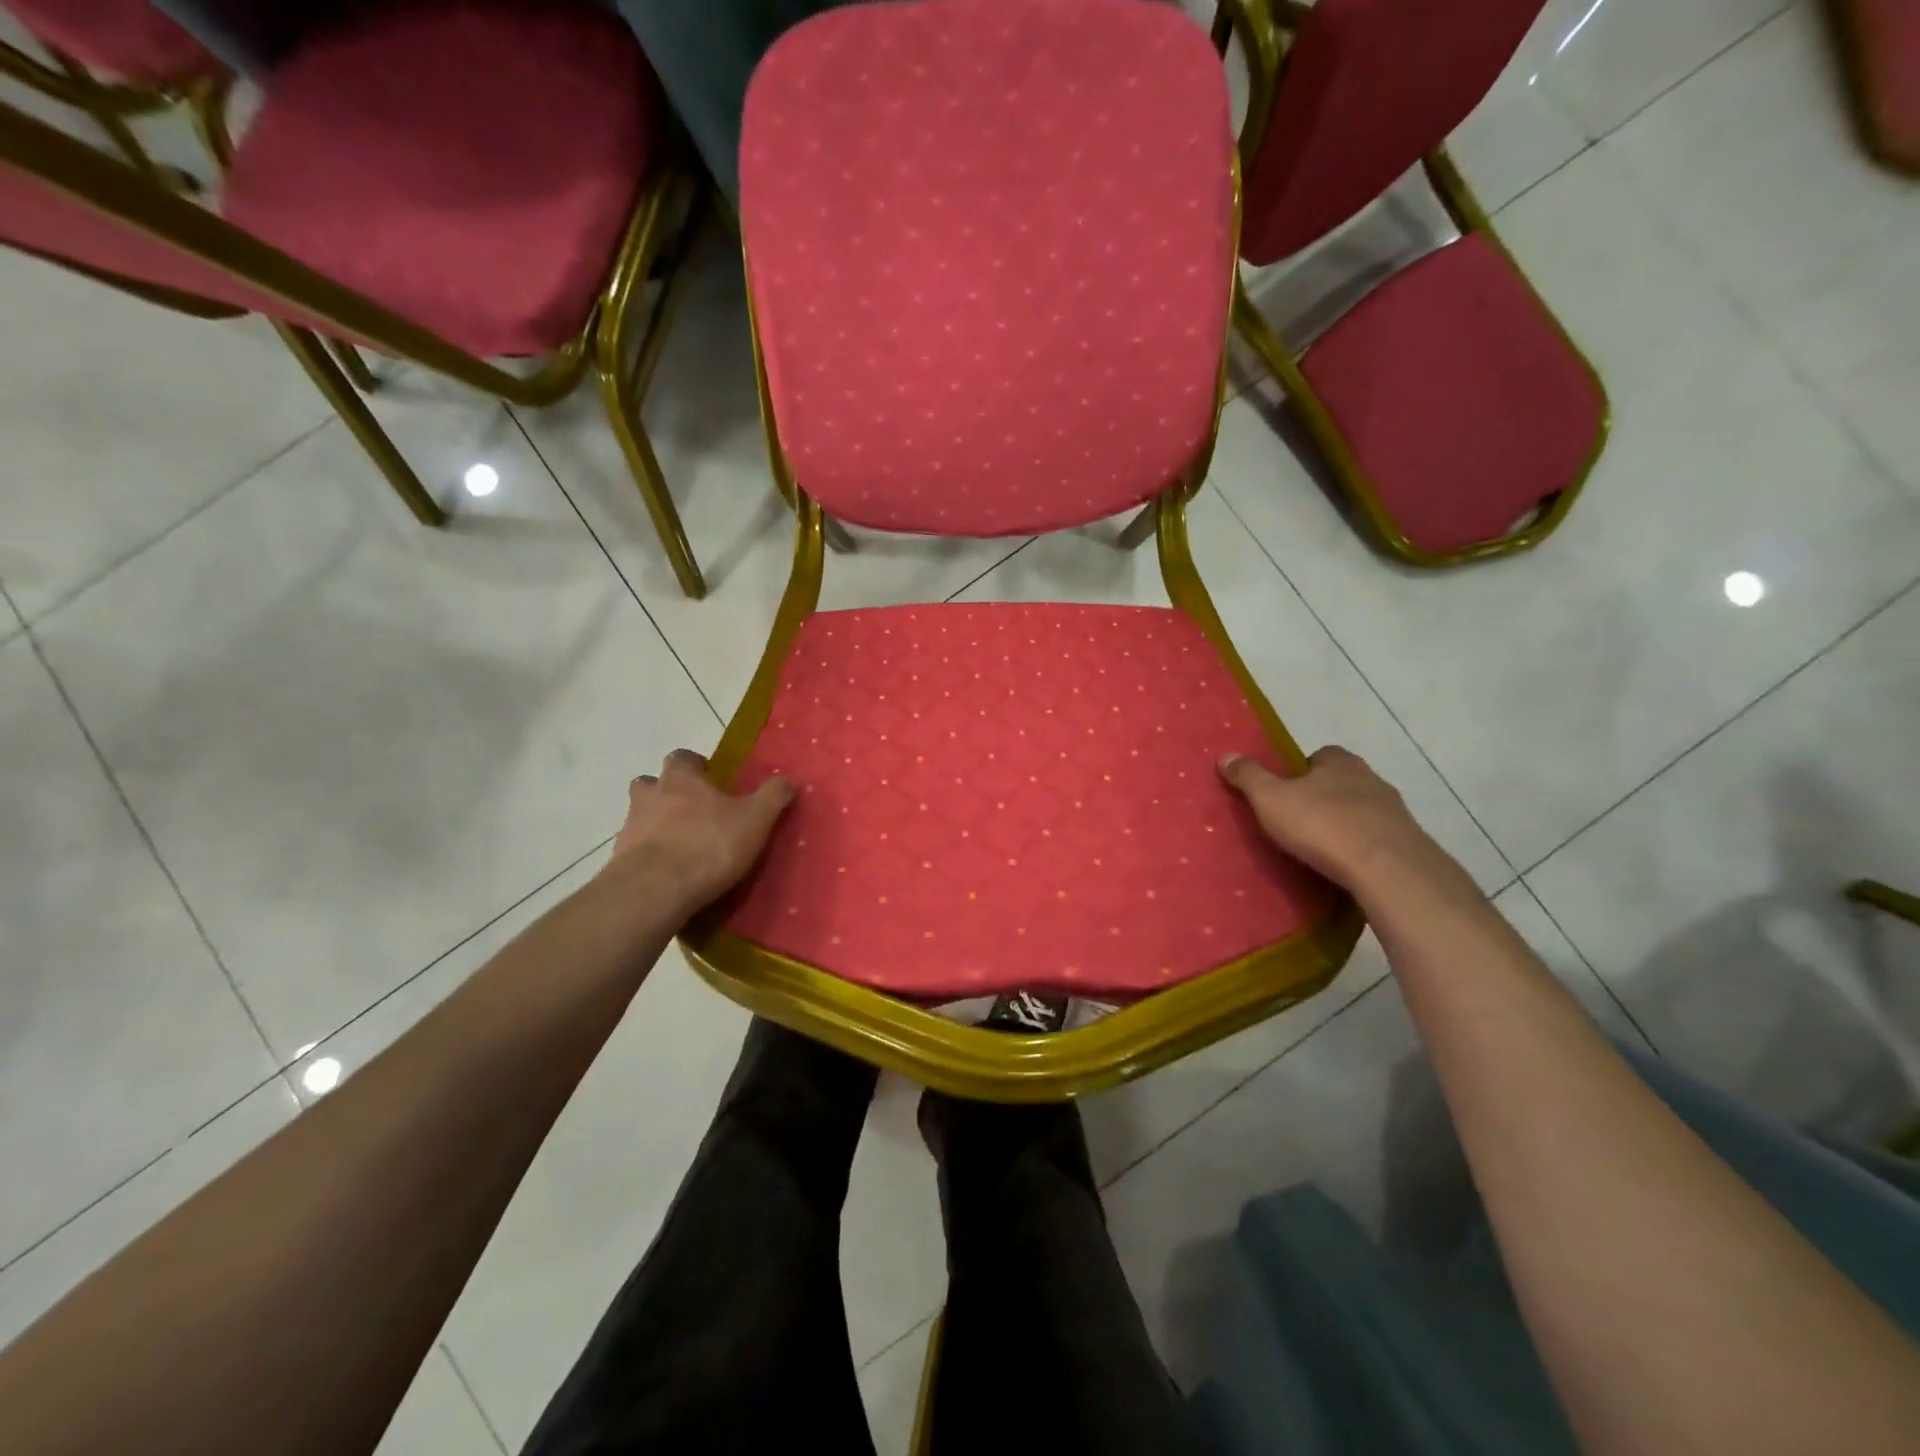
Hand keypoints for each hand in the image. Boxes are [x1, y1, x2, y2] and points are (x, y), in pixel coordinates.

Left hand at [605, 750, 795, 917]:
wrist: (654, 891)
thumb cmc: (709, 845)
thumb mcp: (755, 819)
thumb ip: (773, 796)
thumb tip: (787, 780)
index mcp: (681, 779)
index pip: (682, 758)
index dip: (695, 766)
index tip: (710, 780)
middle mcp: (649, 795)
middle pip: (651, 784)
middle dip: (667, 793)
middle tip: (692, 811)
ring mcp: (629, 828)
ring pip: (640, 817)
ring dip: (656, 825)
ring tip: (681, 846)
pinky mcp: (619, 861)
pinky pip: (635, 851)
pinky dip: (649, 856)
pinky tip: (669, 874)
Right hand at [1218, 746, 1473, 905]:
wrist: (1387, 868)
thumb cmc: (1322, 825)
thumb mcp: (1270, 798)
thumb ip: (1248, 777)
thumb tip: (1226, 755)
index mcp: (1339, 762)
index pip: (1319, 756)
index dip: (1300, 771)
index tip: (1284, 791)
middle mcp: (1371, 778)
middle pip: (1341, 782)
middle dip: (1322, 797)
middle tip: (1297, 820)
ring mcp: (1394, 811)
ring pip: (1361, 811)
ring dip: (1343, 823)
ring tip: (1319, 848)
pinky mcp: (1407, 843)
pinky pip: (1376, 839)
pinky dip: (1361, 848)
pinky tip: (1344, 865)